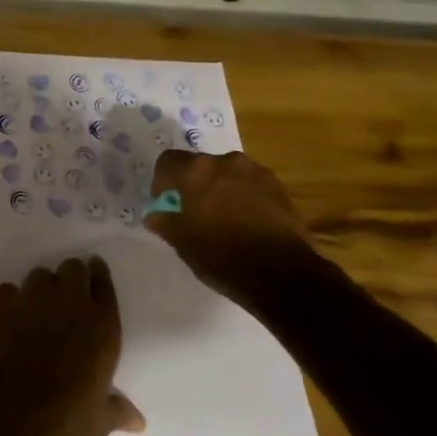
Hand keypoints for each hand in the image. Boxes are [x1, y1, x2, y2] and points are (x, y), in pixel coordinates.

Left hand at [0, 257, 144, 435]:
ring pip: (39, 274)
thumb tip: (138, 422)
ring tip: (39, 308)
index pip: (105, 285)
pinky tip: (10, 317)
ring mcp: (33, 301)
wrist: (10, 418)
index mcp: (102, 326)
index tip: (96, 276)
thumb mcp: (99, 421)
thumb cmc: (66, 422)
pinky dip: (10, 300)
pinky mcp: (0, 307)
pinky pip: (7, 290)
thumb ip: (118, 410)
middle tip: (68, 296)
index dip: (99, 278)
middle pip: (73, 268)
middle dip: (71, 278)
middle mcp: (70, 304)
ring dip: (41, 287)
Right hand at [143, 150, 319, 305]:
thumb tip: (154, 214)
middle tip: (194, 213)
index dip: (162, 182)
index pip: (167, 161)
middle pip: (200, 165)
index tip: (166, 203)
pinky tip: (246, 223)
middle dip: (194, 185)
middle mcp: (225, 162)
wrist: (282, 274)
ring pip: (227, 174)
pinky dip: (243, 197)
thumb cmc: (222, 256)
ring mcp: (256, 172)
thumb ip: (164, 222)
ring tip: (223, 219)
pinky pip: (250, 185)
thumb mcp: (182, 243)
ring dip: (220, 189)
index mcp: (195, 171)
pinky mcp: (279, 187)